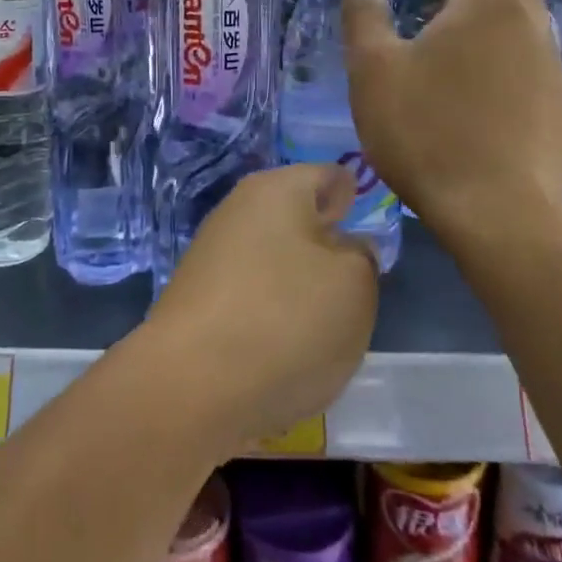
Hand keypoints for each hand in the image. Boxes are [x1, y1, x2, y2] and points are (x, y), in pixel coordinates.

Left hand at [141, 165, 377, 449]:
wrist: (192, 385)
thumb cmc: (286, 318)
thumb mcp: (355, 285)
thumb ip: (362, 256)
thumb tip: (345, 246)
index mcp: (277, 188)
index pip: (328, 176)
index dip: (354, 197)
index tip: (369, 226)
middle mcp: (238, 210)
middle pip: (298, 219)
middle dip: (327, 247)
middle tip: (356, 285)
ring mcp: (212, 255)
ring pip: (275, 260)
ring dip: (300, 286)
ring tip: (324, 326)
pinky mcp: (198, 299)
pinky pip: (252, 296)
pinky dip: (272, 316)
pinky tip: (284, 349)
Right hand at [342, 0, 561, 246]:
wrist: (501, 214)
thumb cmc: (426, 131)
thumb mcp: (373, 69)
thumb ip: (363, 14)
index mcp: (486, 3)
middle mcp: (529, 23)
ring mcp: (554, 66)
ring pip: (523, 16)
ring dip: (485, 7)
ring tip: (446, 30)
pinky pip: (532, 57)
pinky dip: (503, 48)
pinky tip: (478, 85)